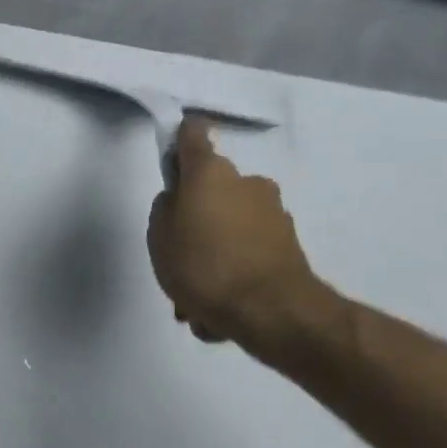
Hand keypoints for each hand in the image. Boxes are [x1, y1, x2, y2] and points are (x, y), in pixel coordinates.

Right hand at [146, 120, 333, 354]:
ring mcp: (272, 213)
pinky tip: (216, 311)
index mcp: (211, 174)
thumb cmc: (203, 266)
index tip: (171, 152)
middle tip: (177, 258)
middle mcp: (247, 183)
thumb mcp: (159, 239)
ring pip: (228, 229)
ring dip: (212, 256)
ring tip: (194, 299)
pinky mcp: (287, 245)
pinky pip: (245, 255)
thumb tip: (177, 202)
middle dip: (195, 221)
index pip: (193, 137)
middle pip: (212, 192)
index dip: (179, 140)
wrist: (268, 309)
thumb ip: (164, 211)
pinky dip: (231, 275)